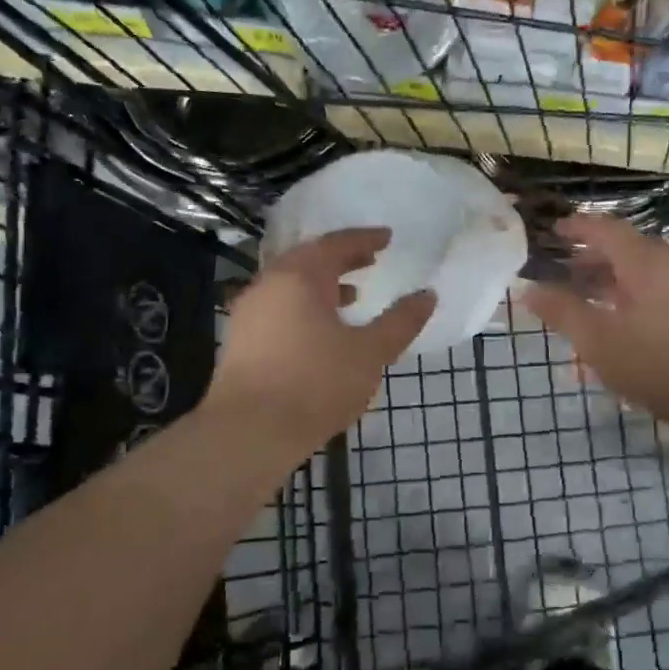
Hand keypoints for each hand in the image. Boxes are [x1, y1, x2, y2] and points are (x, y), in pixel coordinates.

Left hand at [207, 228, 434, 456]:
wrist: (249, 432)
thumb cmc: (316, 384)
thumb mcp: (370, 353)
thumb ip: (400, 322)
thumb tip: (427, 295)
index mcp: (300, 277)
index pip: (335, 244)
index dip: (364, 239)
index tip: (387, 238)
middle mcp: (269, 284)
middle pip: (308, 259)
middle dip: (342, 259)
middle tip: (370, 260)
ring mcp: (249, 312)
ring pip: (290, 285)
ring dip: (322, 284)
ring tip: (352, 296)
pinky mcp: (241, 339)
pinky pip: (279, 307)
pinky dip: (304, 306)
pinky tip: (321, 332)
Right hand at [523, 213, 668, 426]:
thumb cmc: (659, 362)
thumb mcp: (598, 340)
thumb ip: (562, 312)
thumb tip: (528, 289)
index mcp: (645, 261)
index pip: (605, 229)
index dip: (577, 228)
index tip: (554, 231)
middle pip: (627, 252)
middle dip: (593, 262)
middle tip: (566, 276)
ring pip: (646, 278)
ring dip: (615, 288)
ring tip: (592, 310)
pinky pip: (663, 298)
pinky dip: (637, 306)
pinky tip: (628, 336)